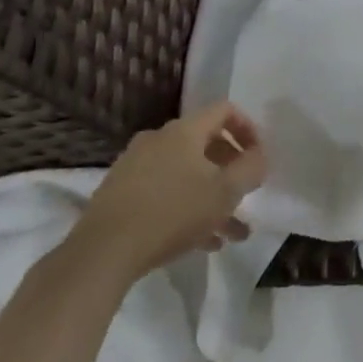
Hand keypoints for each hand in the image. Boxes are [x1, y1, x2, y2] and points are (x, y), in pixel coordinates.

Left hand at [68, 102, 267, 280]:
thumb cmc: (174, 213)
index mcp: (184, 132)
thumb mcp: (226, 192)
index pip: (225, 110)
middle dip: (232, 171)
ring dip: (213, 197)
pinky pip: (165, 192)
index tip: (258, 158)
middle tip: (247, 194)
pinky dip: (188, 208)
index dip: (249, 129)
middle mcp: (157, 140)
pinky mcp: (121, 193)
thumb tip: (258, 155)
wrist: (104, 251)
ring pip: (187, 174)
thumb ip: (251, 168)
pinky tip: (204, 241)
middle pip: (206, 144)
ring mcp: (135, 166)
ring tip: (233, 232)